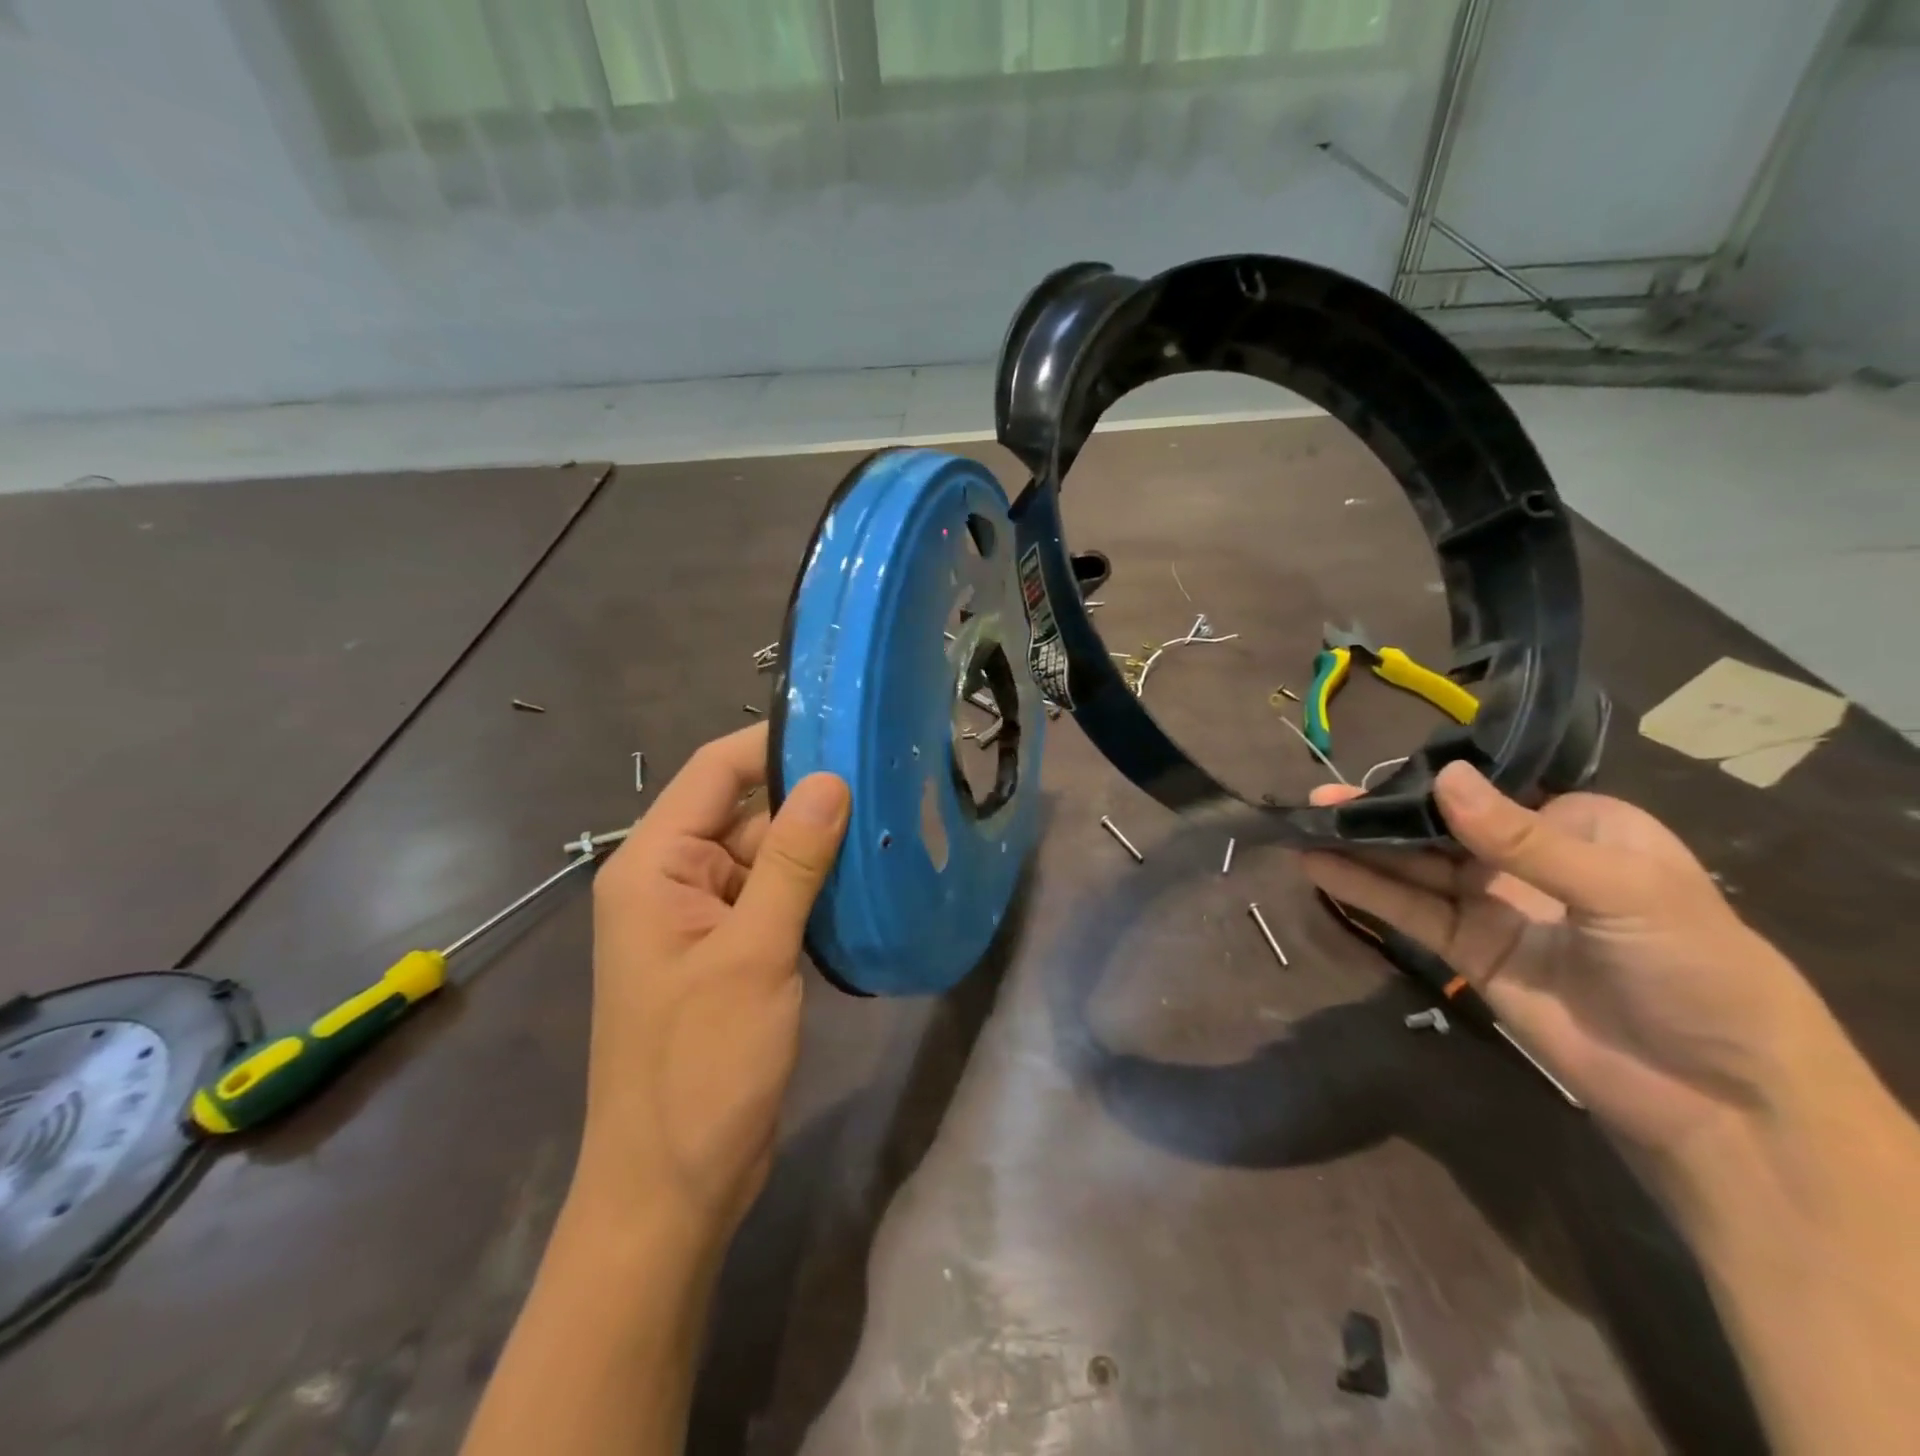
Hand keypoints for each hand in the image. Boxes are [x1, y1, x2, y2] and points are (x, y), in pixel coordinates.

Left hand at [576, 723, 848, 1243]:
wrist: (674, 1188)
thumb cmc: (701, 1067)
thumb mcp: (752, 955)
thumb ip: (791, 862)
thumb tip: (831, 780)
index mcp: (654, 865)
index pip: (715, 772)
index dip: (775, 743)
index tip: (845, 727)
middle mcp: (673, 880)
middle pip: (745, 812)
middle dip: (811, 797)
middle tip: (888, 775)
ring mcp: (704, 919)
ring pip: (767, 856)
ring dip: (819, 844)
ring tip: (891, 816)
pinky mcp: (733, 952)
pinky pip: (776, 897)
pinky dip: (815, 886)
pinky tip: (868, 877)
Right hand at [1303, 763, 1841, 1177]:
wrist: (1716, 1098)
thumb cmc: (1694, 971)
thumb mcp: (1624, 891)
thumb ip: (1523, 838)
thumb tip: (1442, 776)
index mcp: (1579, 826)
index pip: (1491, 788)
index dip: (1431, 775)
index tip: (1372, 769)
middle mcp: (1527, 858)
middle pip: (1441, 826)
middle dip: (1381, 811)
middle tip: (1319, 800)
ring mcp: (1493, 906)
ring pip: (1415, 865)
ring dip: (1361, 846)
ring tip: (1304, 825)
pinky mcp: (1466, 950)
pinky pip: (1409, 910)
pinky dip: (1364, 888)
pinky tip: (1319, 867)